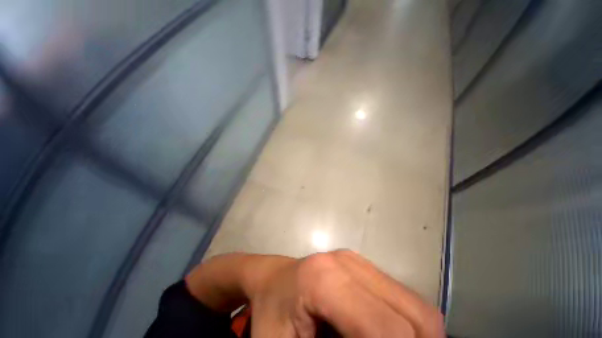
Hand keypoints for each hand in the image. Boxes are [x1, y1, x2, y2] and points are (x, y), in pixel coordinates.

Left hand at [245, 250, 444, 337]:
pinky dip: (406, 325)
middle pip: (415, 317)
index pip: (388, 331)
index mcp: (326, 281)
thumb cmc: (272, 317)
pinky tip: (382, 334)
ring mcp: (358, 260)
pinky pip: (403, 300)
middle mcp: (349, 263)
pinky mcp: (363, 265)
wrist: (273, 280)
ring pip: (415, 307)